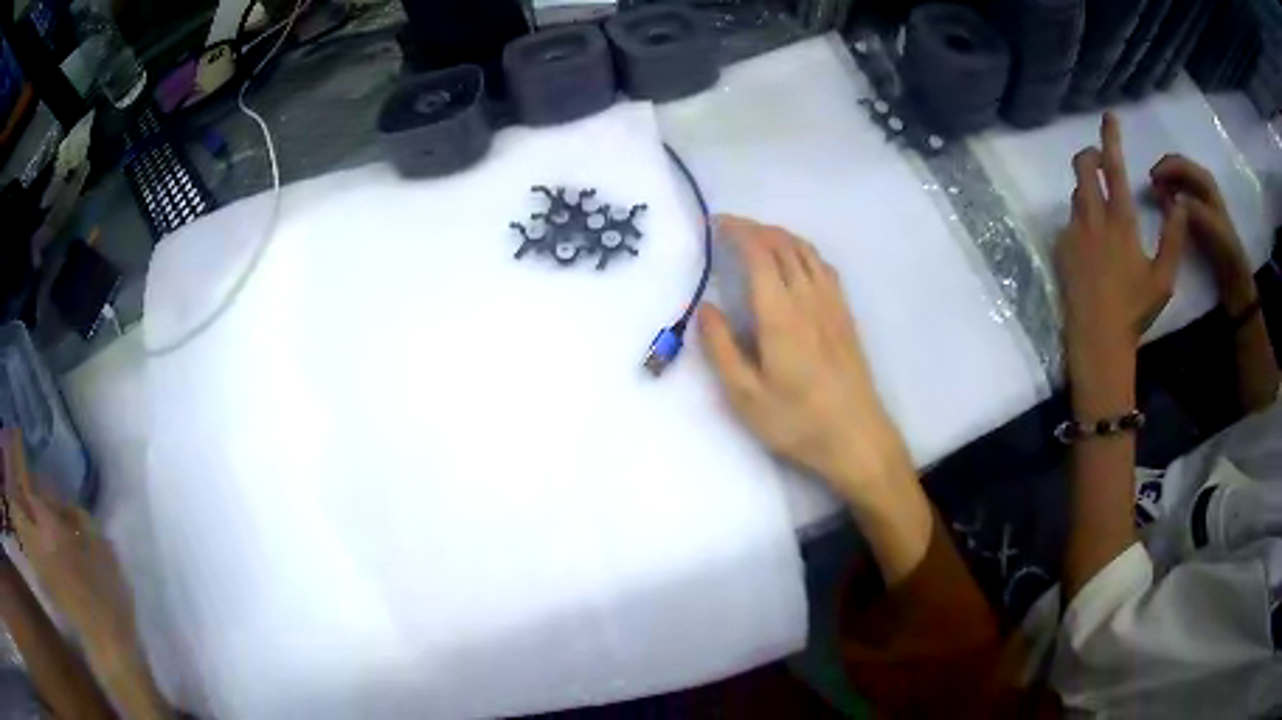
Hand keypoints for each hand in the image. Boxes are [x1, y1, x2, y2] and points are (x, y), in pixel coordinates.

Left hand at [2, 429, 139, 667]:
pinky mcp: (41, 577)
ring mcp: (37, 562)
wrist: (108, 645)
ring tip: (23, 495)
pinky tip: (31, 526)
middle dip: (12, 481)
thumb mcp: (99, 545)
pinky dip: (23, 525)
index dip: (18, 454)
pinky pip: (25, 540)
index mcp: (49, 530)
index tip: (17, 432)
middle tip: (17, 467)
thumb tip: (55, 500)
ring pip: (18, 522)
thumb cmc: (106, 593)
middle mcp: (36, 542)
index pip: (25, 483)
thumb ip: (73, 513)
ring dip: (17, 503)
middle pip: (15, 503)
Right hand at [697, 217, 913, 508]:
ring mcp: (832, 305)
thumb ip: (721, 349)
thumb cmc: (797, 422)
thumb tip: (706, 308)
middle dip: (755, 228)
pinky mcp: (846, 316)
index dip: (737, 231)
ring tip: (758, 238)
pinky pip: (824, 267)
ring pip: (807, 251)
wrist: (857, 438)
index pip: (759, 254)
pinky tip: (796, 263)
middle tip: (730, 228)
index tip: (716, 224)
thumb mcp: (745, 397)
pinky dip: (803, 251)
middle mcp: (809, 299)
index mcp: (781, 315)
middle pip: (784, 244)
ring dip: (780, 235)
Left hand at [1055, 113, 1184, 415]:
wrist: (1098, 340)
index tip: (1108, 117)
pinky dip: (1082, 222)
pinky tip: (1092, 247)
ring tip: (1102, 209)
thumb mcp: (1164, 278)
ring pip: (1076, 194)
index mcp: (1121, 222)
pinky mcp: (1060, 248)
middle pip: (1083, 167)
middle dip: (1090, 154)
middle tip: (1101, 160)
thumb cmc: (1135, 310)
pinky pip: (1070, 223)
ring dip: (1088, 190)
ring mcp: (1073, 232)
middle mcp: (1093, 218)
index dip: (1111, 138)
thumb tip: (1179, 204)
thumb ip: (1173, 238)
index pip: (1115, 167)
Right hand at [1149, 154, 1255, 313]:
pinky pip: (1182, 198)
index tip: (1151, 181)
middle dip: (1164, 175)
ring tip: (1155, 198)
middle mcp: (1203, 185)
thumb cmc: (1225, 253)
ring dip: (1166, 186)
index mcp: (1206, 183)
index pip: (1181, 164)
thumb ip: (1193, 209)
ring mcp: (1202, 201)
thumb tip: (1168, 197)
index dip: (1165, 168)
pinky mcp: (1200, 217)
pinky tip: (1165, 210)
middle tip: (1150, 190)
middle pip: (1179, 170)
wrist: (1236, 282)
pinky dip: (1171, 199)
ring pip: (1179, 183)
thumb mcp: (1211, 229)